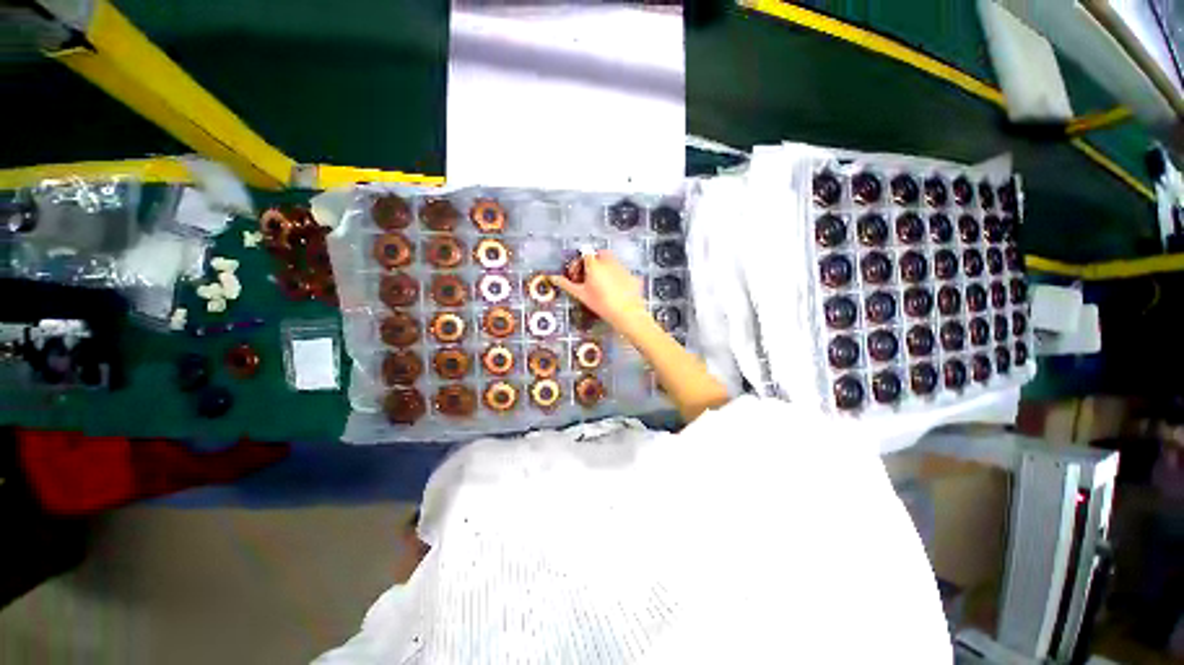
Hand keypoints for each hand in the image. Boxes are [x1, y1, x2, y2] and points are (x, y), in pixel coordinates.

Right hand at [551, 251, 648, 331]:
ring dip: (604, 267)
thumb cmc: (601, 303)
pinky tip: (614, 290)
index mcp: (594, 264)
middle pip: (599, 254)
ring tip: (600, 284)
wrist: (627, 313)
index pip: (585, 253)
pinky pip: (621, 270)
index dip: (578, 263)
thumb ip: (566, 284)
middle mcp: (609, 261)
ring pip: (611, 261)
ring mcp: (622, 267)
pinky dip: (615, 275)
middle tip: (588, 277)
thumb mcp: (581, 295)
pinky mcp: (632, 275)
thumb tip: (553, 277)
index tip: (576, 275)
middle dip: (592, 262)